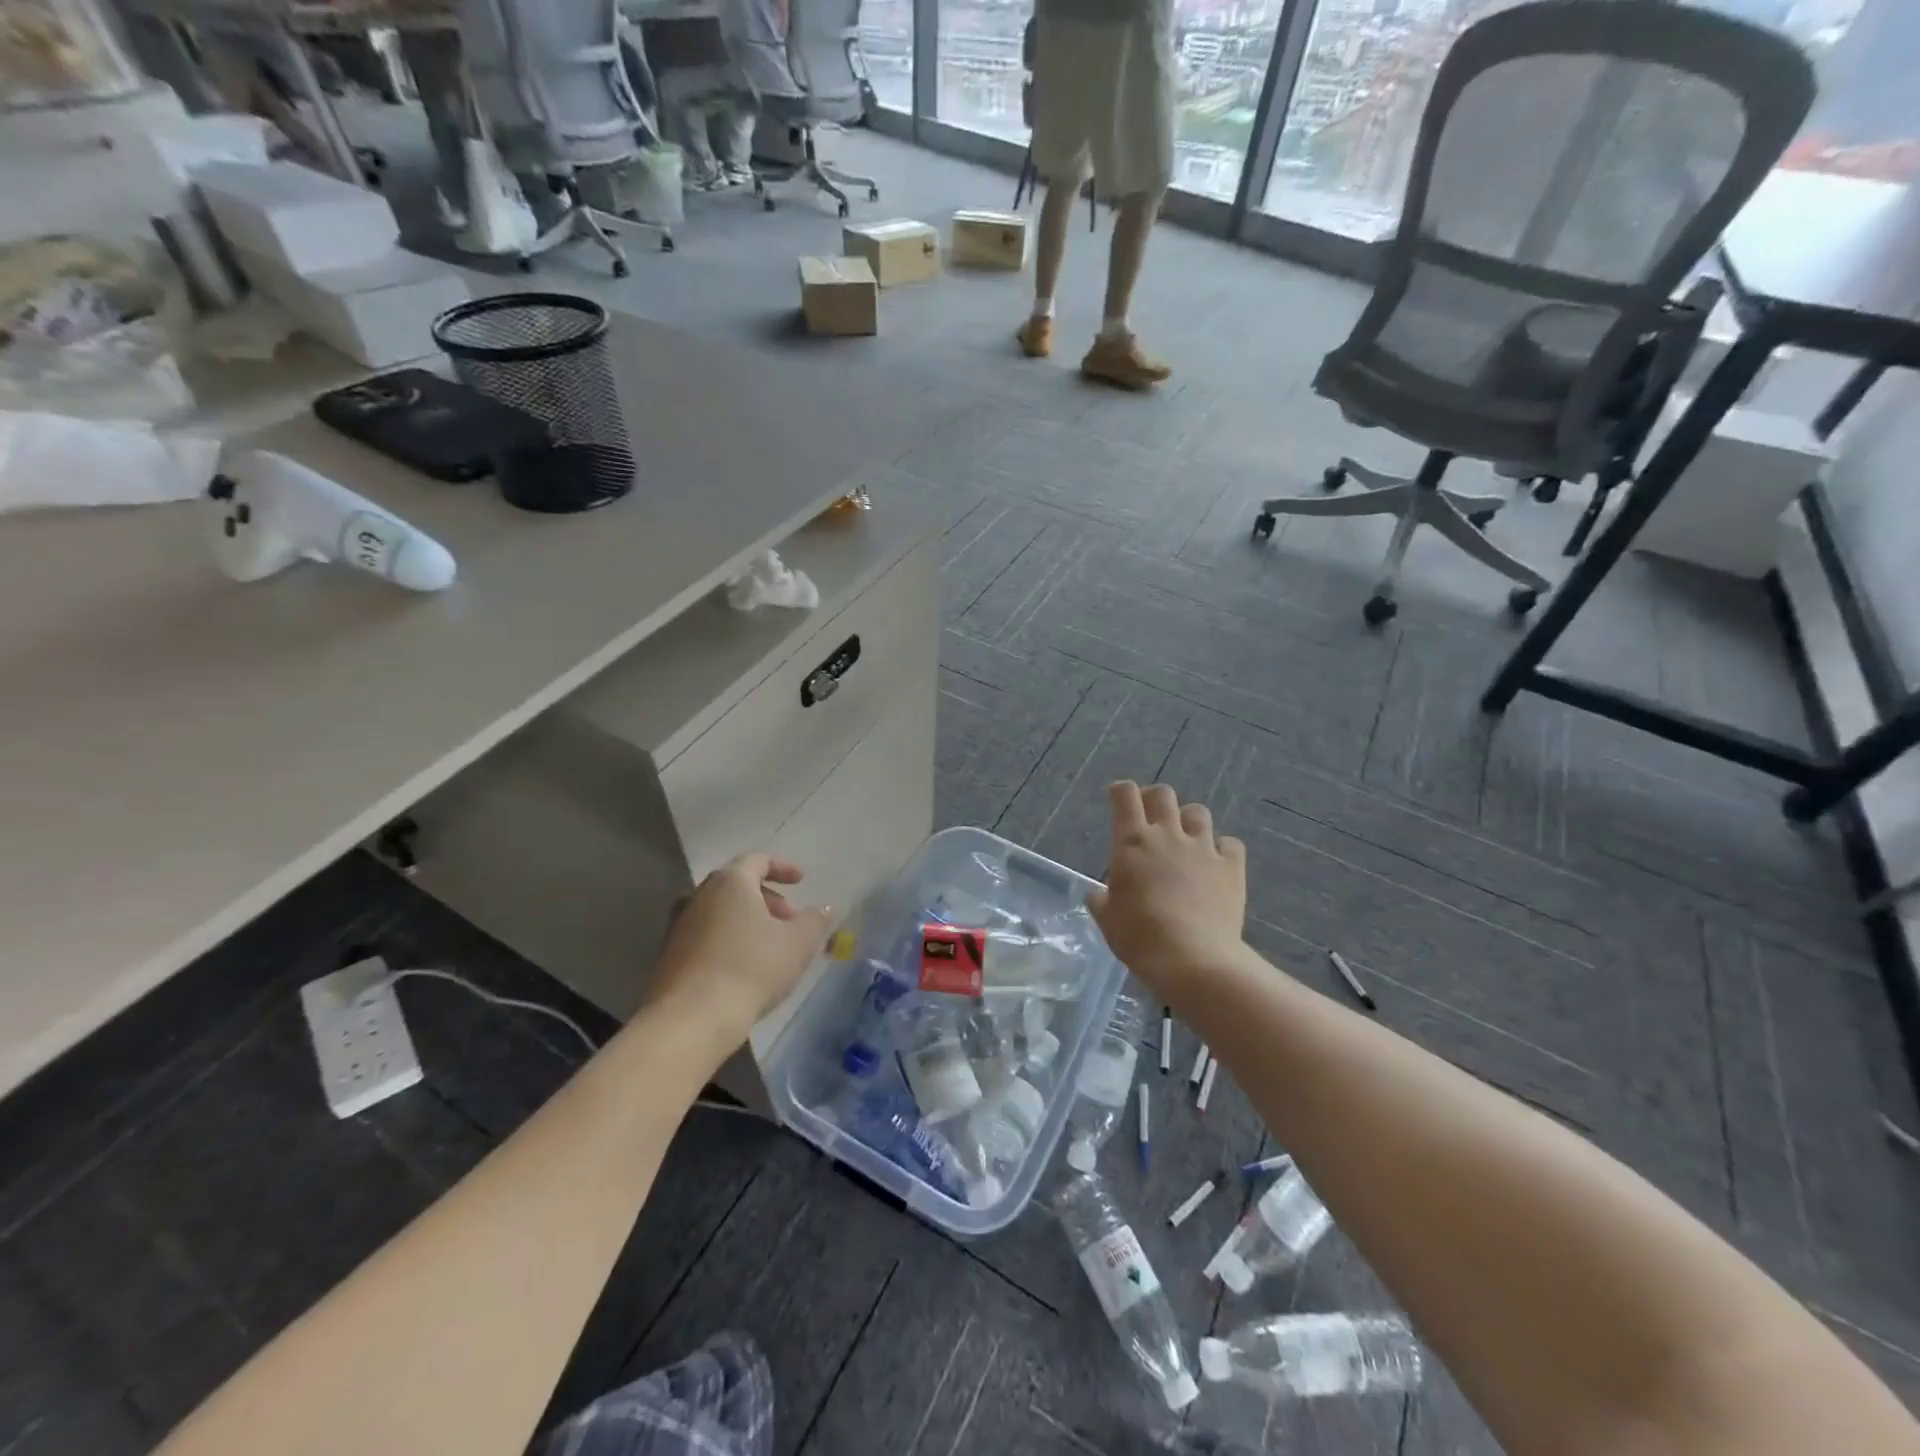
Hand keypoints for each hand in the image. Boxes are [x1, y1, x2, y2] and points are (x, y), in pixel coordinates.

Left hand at [647, 854, 829, 1044]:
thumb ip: (815, 920)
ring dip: (748, 922)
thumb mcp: (799, 943)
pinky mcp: (669, 957)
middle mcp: (699, 895)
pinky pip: (706, 937)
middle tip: (791, 921)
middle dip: (769, 899)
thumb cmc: (751, 968)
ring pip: (720, 912)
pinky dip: (728, 941)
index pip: (758, 860)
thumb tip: (824, 908)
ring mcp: (679, 926)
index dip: (783, 867)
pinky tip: (744, 968)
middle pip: (737, 886)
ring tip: (771, 947)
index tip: (802, 881)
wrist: (691, 1020)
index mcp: (730, 882)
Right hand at [1088, 782, 1246, 997]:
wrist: (1193, 959)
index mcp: (1132, 841)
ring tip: (1185, 840)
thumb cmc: (1139, 937)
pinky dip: (1222, 849)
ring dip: (1188, 821)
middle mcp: (1168, 834)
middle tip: (1150, 818)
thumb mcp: (1107, 919)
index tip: (1117, 801)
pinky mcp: (1231, 867)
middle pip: (1163, 794)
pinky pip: (1230, 844)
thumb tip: (1099, 894)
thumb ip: (1102, 900)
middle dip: (1154, 799)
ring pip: (1198, 812)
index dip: (1120, 792)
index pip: (1124, 794)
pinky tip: (1216, 864)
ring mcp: (1203, 848)